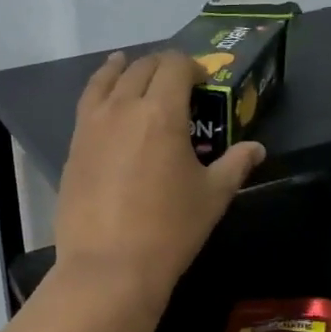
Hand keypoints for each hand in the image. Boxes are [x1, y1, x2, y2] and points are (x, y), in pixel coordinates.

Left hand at [53, 51, 264, 311]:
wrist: (109, 266)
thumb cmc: (169, 230)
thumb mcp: (212, 196)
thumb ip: (235, 165)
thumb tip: (256, 149)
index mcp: (161, 112)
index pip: (174, 66)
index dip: (191, 66)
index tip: (202, 80)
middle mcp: (122, 108)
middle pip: (140, 68)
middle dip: (161, 66)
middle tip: (174, 80)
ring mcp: (91, 127)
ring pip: (105, 81)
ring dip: (121, 69)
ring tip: (126, 64)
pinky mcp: (74, 148)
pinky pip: (87, 106)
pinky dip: (99, 93)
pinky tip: (104, 104)